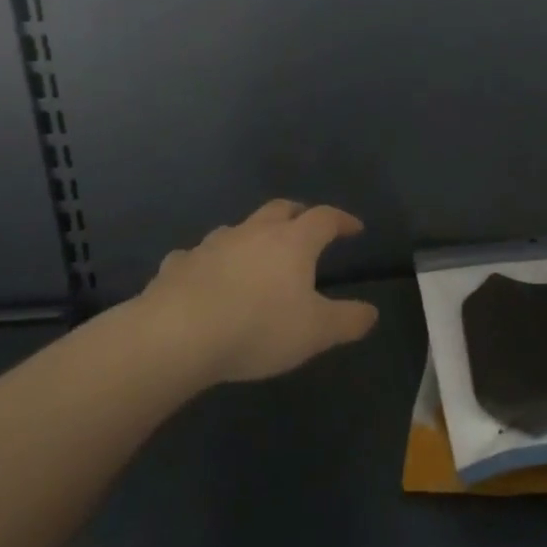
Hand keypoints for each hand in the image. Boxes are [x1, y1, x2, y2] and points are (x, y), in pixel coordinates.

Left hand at [129, 200, 378, 383]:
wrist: (175, 336)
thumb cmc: (257, 328)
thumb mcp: (316, 332)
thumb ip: (348, 320)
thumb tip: (371, 312)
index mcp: (292, 242)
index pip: (325, 218)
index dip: (342, 220)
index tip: (355, 228)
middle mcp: (253, 233)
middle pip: (280, 209)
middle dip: (298, 214)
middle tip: (307, 226)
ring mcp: (211, 246)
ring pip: (237, 228)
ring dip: (251, 235)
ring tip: (256, 254)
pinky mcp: (177, 266)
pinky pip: (196, 256)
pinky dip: (207, 262)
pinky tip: (204, 277)